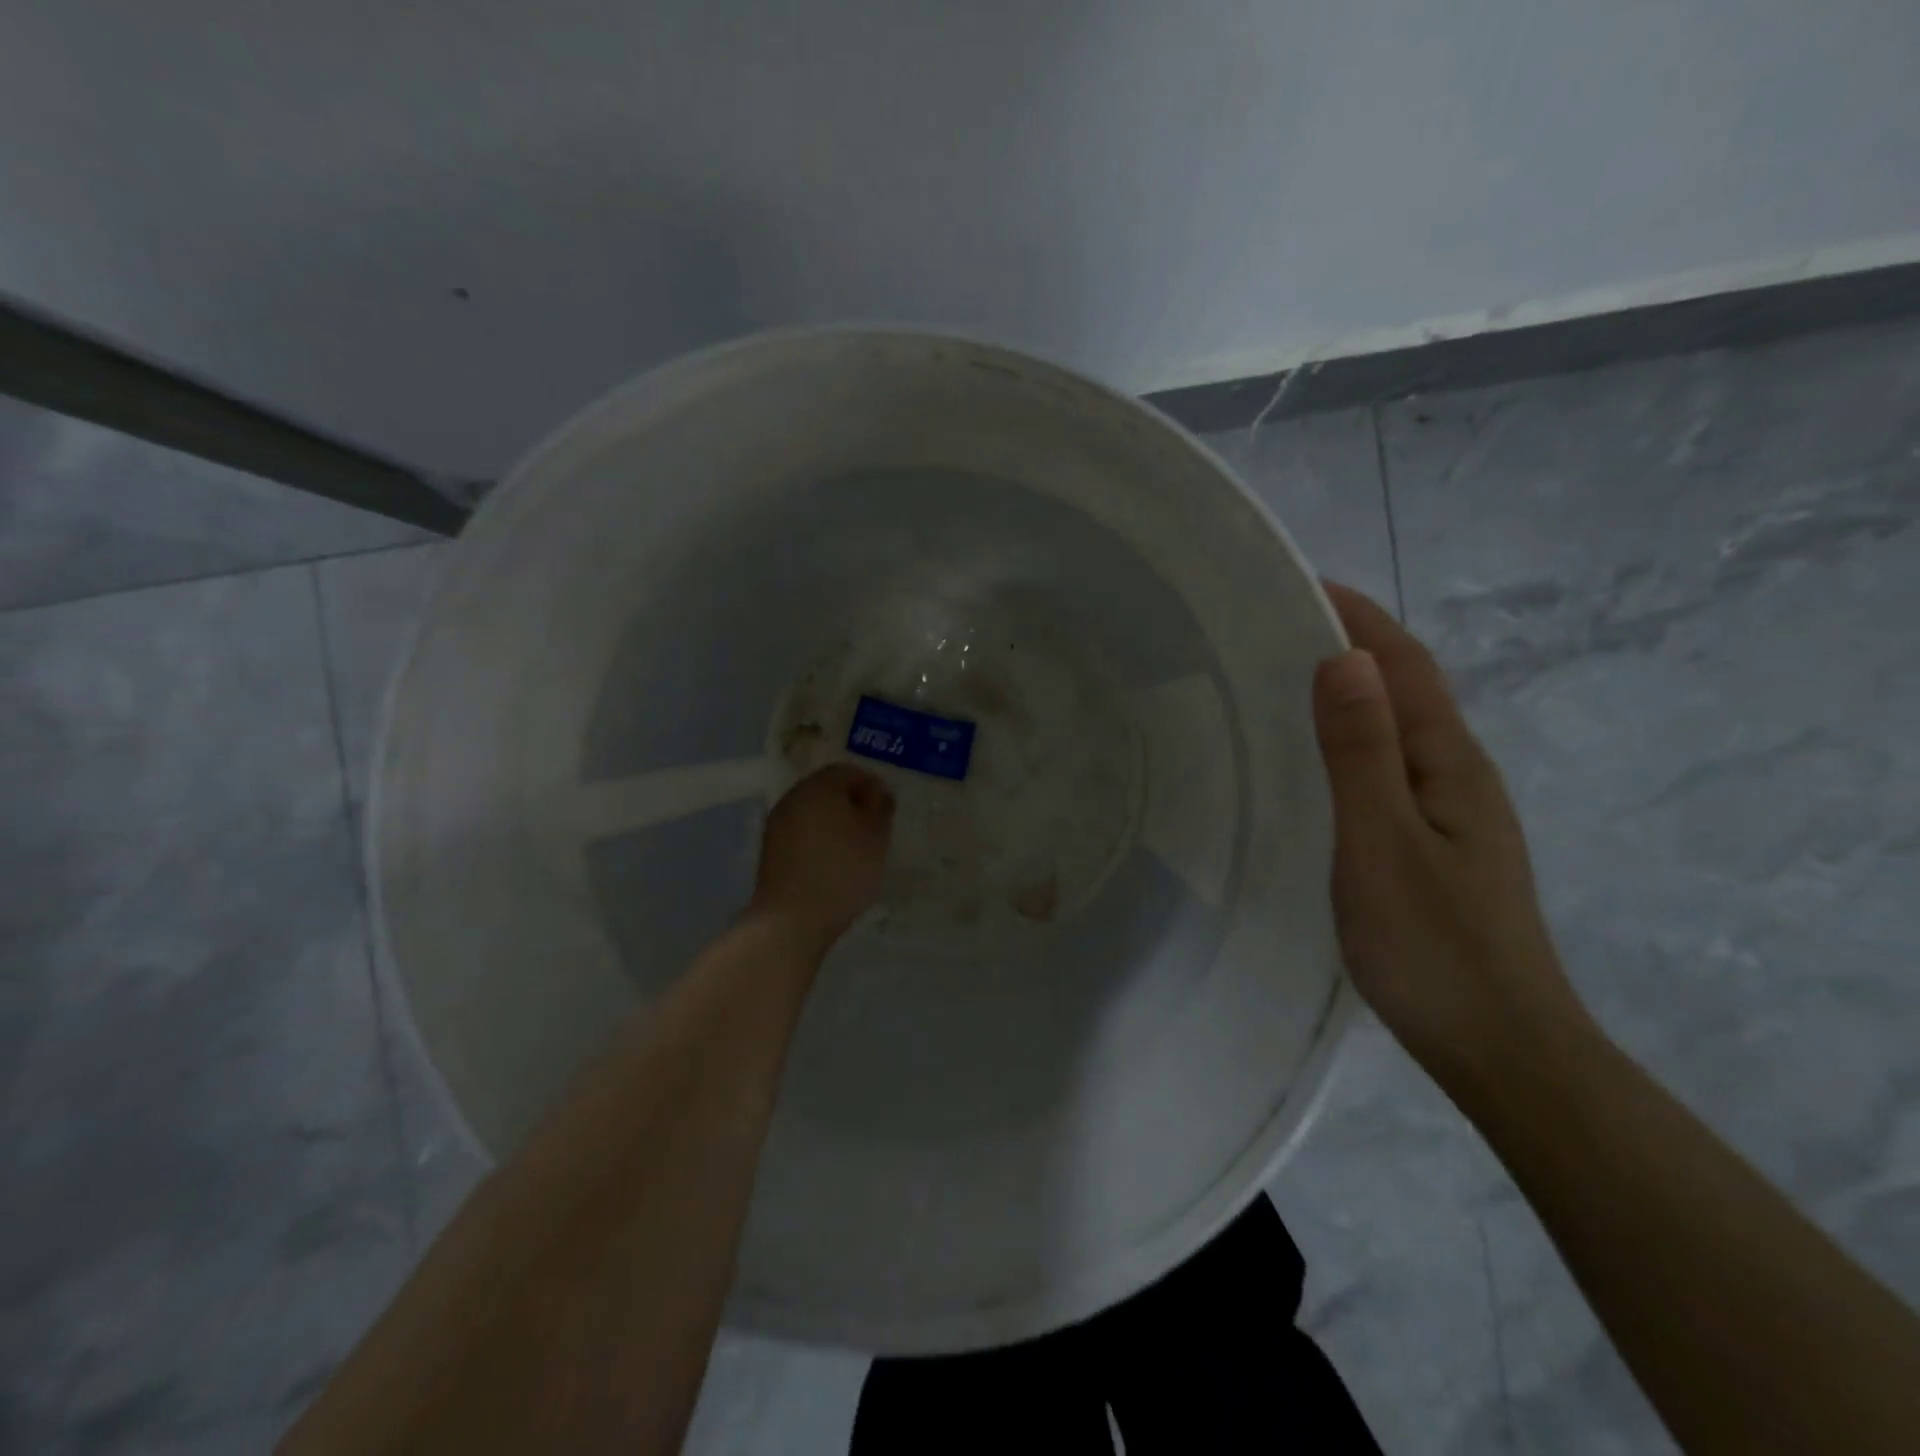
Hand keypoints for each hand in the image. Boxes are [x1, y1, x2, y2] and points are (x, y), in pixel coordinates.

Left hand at [748, 763, 895, 954]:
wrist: (792, 919)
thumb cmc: (843, 870)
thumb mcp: (876, 836)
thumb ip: (880, 807)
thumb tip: (878, 791)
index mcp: (819, 786)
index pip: (848, 771)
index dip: (872, 785)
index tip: (887, 809)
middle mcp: (793, 797)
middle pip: (827, 788)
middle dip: (852, 802)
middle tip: (874, 827)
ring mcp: (777, 823)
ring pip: (813, 811)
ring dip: (834, 821)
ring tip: (855, 847)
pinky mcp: (770, 849)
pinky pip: (801, 831)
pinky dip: (818, 838)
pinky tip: (832, 861)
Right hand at [1312, 583, 1591, 1085]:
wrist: (1497, 1045)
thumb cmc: (1431, 943)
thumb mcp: (1382, 841)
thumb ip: (1362, 751)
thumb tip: (1344, 658)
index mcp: (1450, 762)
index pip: (1404, 665)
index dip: (1359, 617)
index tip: (1301, 583)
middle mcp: (1457, 775)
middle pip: (1406, 688)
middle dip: (1351, 644)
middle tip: (1275, 628)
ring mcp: (1450, 813)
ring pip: (1397, 729)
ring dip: (1353, 690)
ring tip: (1283, 679)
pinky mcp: (1433, 845)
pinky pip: (1388, 767)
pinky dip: (1352, 739)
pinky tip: (1317, 760)